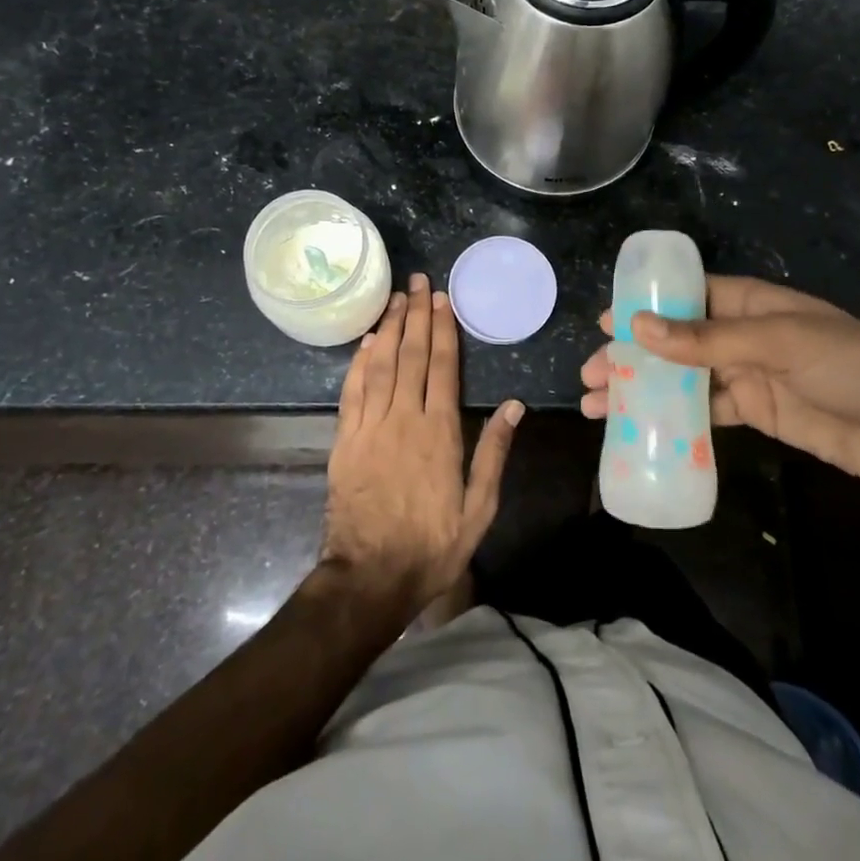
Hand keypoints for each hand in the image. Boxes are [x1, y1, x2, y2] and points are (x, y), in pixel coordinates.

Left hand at [321, 274, 523, 613]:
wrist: (369, 578)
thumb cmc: (431, 546)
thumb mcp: (479, 508)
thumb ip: (494, 453)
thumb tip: (514, 406)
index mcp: (439, 432)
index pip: (442, 367)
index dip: (442, 329)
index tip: (442, 300)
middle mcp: (404, 419)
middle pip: (411, 356)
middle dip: (416, 315)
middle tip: (419, 282)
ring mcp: (370, 427)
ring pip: (380, 365)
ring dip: (389, 328)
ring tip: (395, 298)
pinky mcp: (345, 440)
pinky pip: (352, 391)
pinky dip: (359, 362)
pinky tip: (366, 342)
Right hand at [579, 275, 859, 488]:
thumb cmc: (854, 367)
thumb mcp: (782, 343)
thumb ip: (709, 339)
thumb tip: (638, 328)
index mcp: (753, 302)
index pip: (687, 294)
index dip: (645, 306)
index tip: (604, 321)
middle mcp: (744, 334)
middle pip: (676, 339)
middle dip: (632, 354)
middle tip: (589, 373)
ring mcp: (749, 375)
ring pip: (682, 377)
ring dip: (643, 388)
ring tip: (599, 405)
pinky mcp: (756, 413)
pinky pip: (704, 412)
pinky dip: (672, 418)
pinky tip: (641, 428)